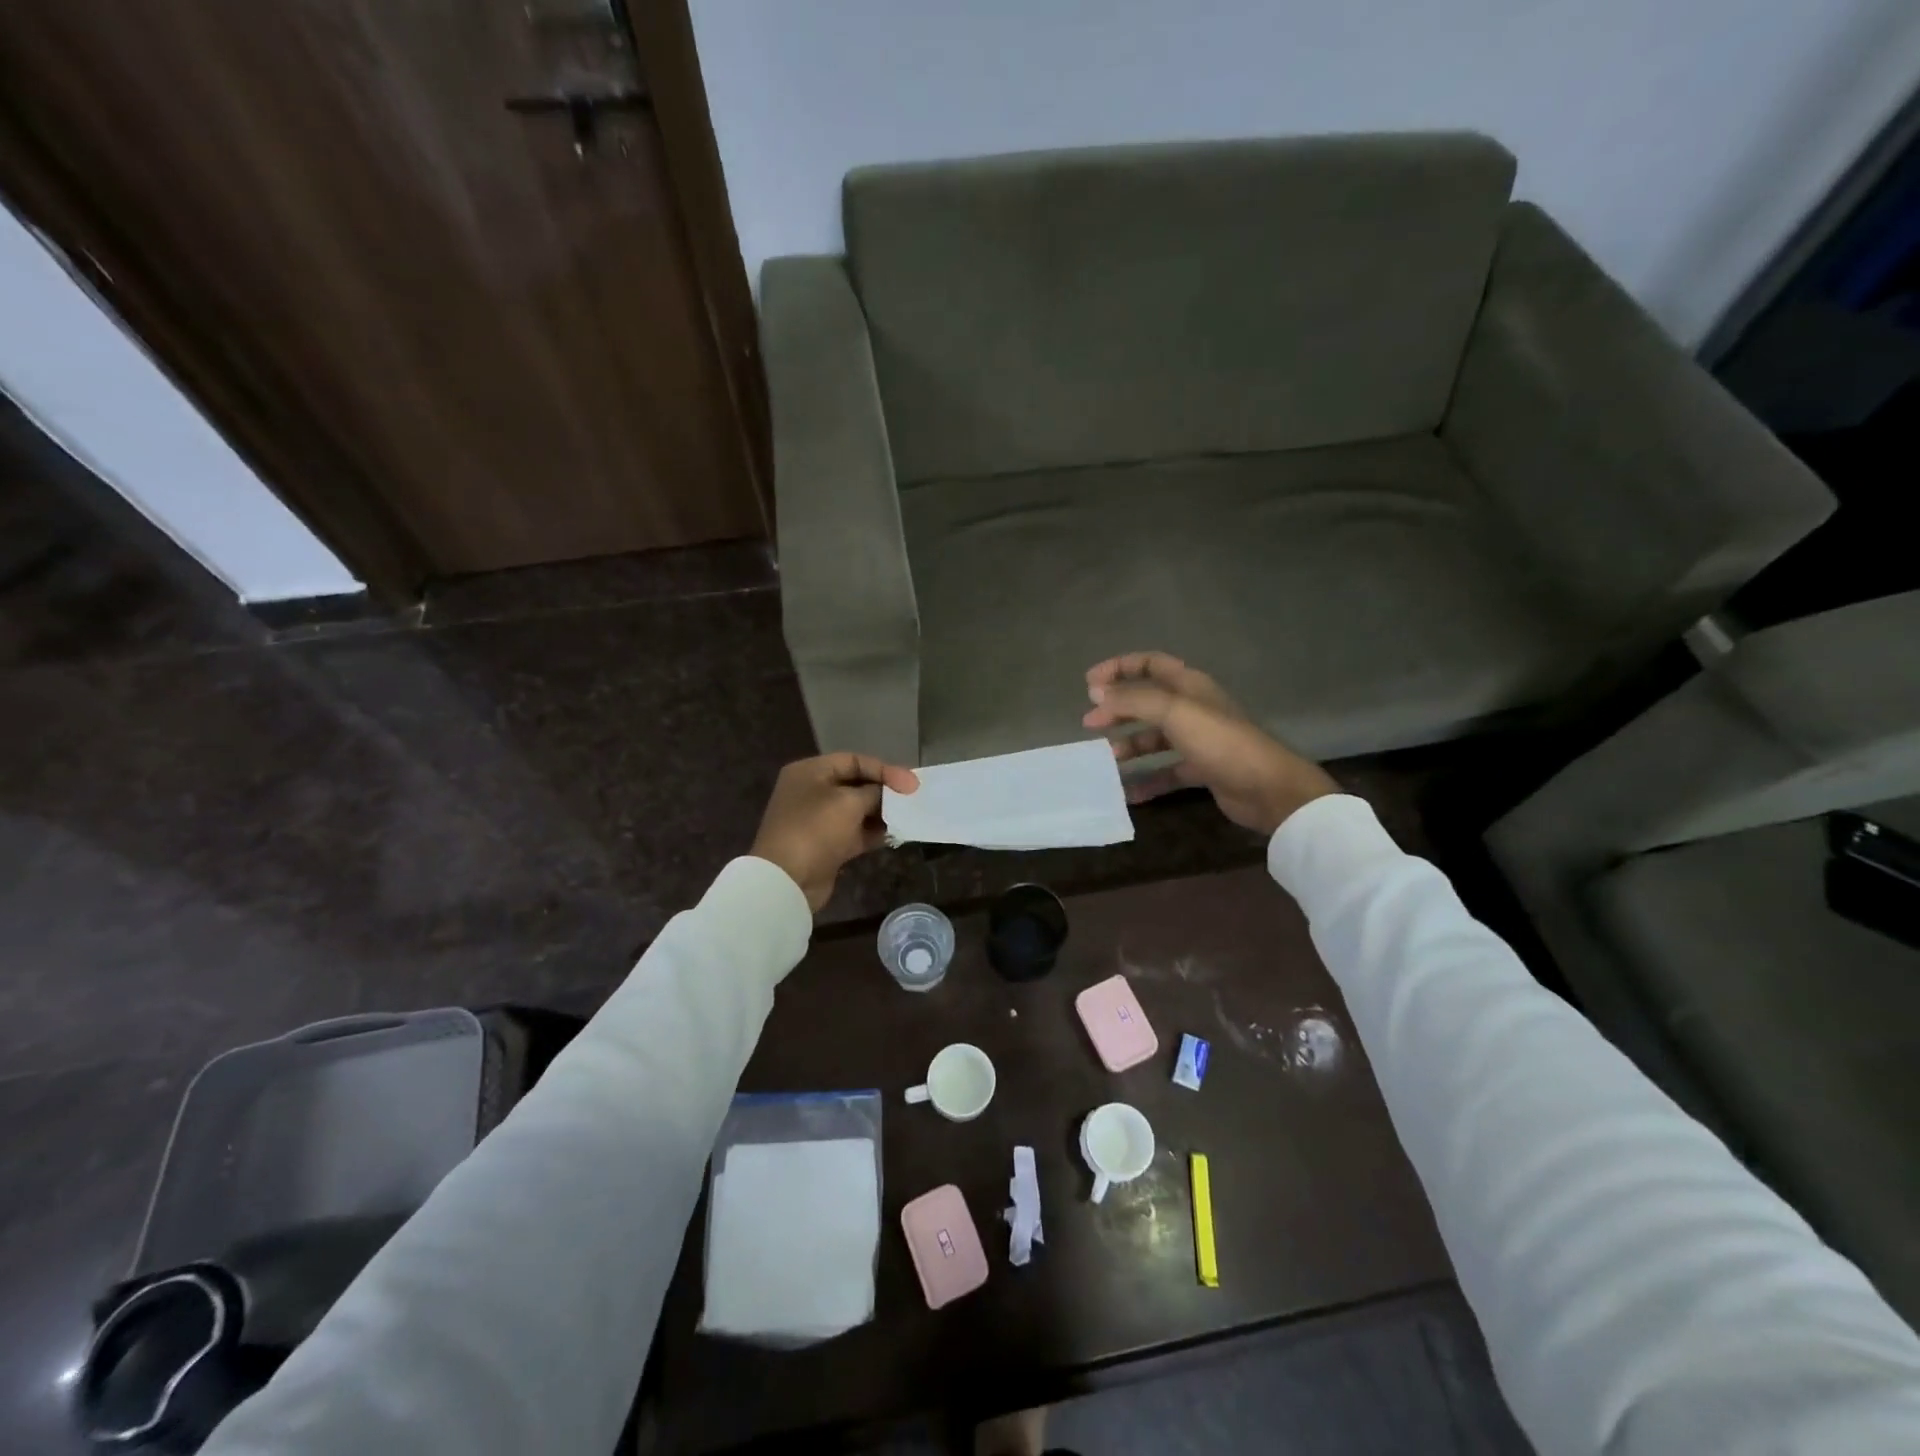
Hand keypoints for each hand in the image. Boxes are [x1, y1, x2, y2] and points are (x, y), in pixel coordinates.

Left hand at [751, 753, 918, 912]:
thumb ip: (875, 792)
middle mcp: (811, 791)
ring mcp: (817, 820)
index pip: (853, 760)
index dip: (884, 769)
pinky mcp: (825, 845)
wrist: (787, 880)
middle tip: (912, 799)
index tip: (911, 783)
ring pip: (856, 810)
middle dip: (884, 791)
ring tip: (908, 815)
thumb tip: (890, 794)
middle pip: (855, 784)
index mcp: (810, 772)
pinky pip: (855, 832)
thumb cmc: (816, 829)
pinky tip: (897, 834)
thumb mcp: (850, 802)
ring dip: (882, 813)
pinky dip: (873, 832)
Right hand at [1082, 652, 1337, 835]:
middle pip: (1147, 702)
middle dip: (1118, 710)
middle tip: (1090, 724)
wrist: (1267, 787)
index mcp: (1189, 686)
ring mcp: (1198, 740)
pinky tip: (1127, 792)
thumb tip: (1097, 693)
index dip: (1119, 668)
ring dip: (1129, 746)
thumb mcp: (1173, 712)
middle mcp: (1192, 708)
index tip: (1089, 683)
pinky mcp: (1201, 769)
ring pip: (1154, 738)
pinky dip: (1146, 780)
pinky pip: (1166, 772)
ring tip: (1106, 760)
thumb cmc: (1220, 741)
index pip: (1150, 664)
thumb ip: (1133, 700)